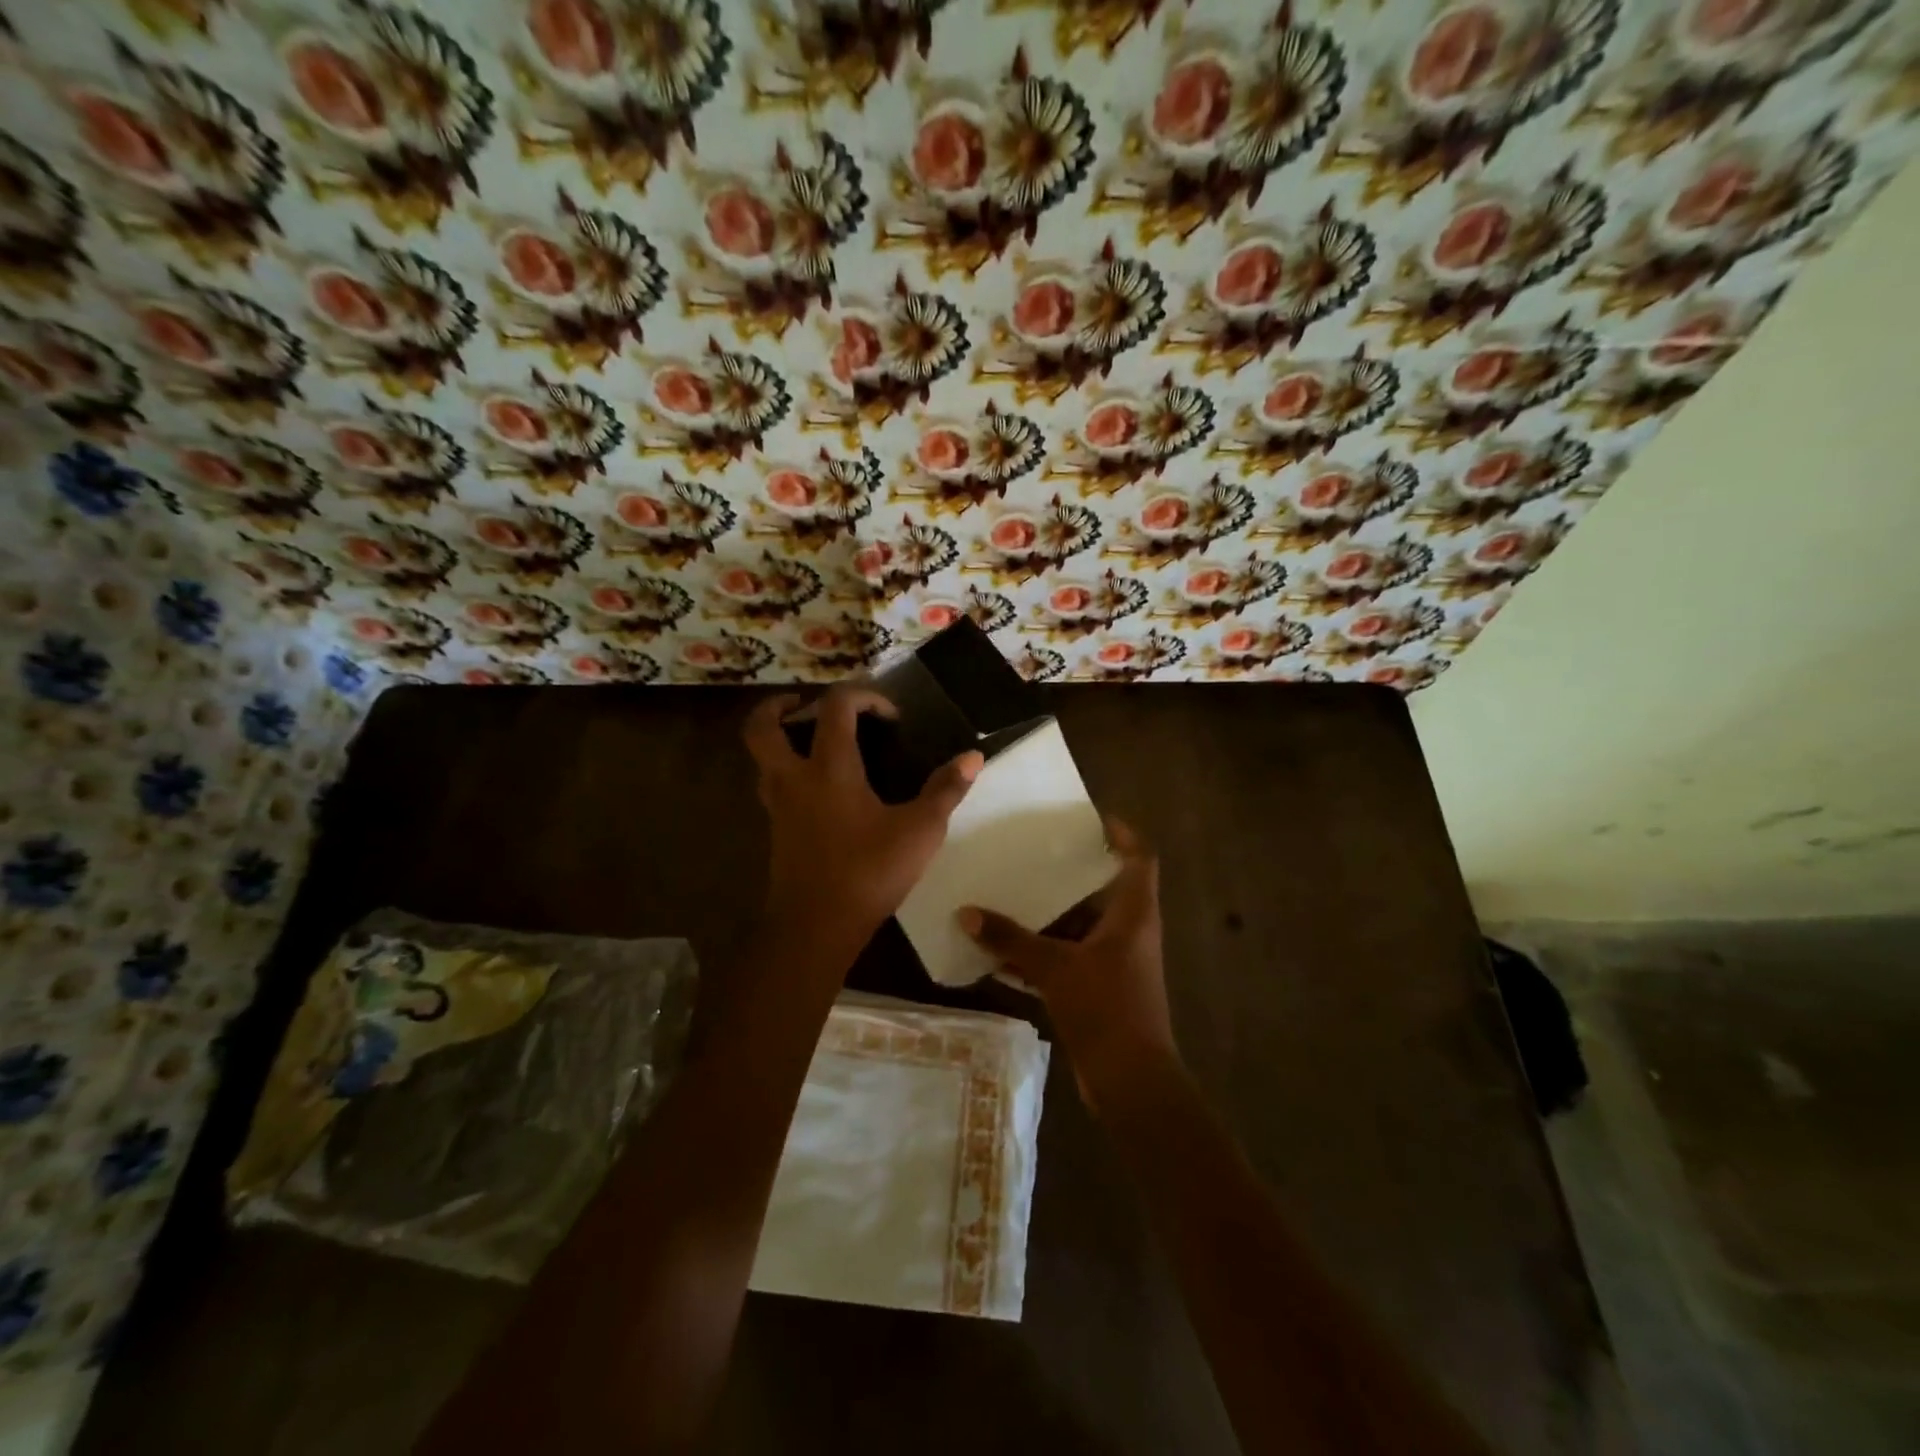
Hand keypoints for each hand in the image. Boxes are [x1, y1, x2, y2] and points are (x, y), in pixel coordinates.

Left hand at [745, 686, 982, 948]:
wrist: (817, 927)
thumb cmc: (869, 872)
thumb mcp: (920, 830)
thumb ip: (946, 790)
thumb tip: (974, 757)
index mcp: (830, 767)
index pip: (835, 707)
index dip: (863, 696)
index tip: (891, 717)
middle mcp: (795, 778)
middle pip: (762, 726)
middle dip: (778, 706)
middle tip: (806, 704)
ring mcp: (778, 806)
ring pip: (760, 758)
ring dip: (778, 739)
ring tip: (810, 741)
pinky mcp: (776, 831)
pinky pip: (772, 785)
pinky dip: (786, 771)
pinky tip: (818, 789)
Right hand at [957, 819, 1177, 1105]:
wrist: (1131, 1082)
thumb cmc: (1105, 1009)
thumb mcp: (1054, 968)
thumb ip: (1011, 939)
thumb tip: (967, 912)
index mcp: (1133, 914)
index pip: (1139, 858)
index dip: (1122, 833)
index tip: (1091, 818)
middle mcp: (1130, 932)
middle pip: (1103, 890)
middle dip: (1068, 875)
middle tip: (1033, 854)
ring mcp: (1116, 963)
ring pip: (1081, 927)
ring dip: (1048, 918)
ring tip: (1008, 897)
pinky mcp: (1101, 990)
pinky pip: (1069, 959)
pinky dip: (1041, 955)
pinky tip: (1002, 955)